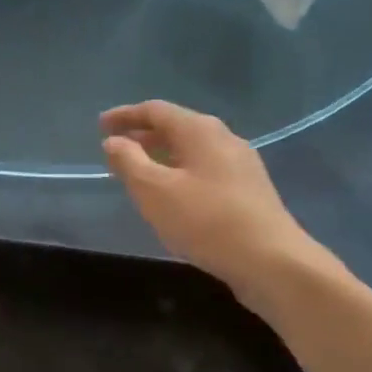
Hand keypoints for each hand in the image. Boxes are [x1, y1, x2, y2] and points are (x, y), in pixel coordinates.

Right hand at [101, 100, 321, 289]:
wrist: (271, 261)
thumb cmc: (206, 220)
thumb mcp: (154, 191)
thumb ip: (129, 162)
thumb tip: (114, 141)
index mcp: (200, 130)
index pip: (156, 110)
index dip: (125, 116)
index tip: (100, 126)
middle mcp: (223, 138)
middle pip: (176, 126)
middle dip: (142, 135)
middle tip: (115, 148)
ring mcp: (240, 164)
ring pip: (191, 149)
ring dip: (160, 155)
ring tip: (137, 171)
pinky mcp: (248, 190)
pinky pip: (204, 168)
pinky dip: (179, 171)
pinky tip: (171, 194)